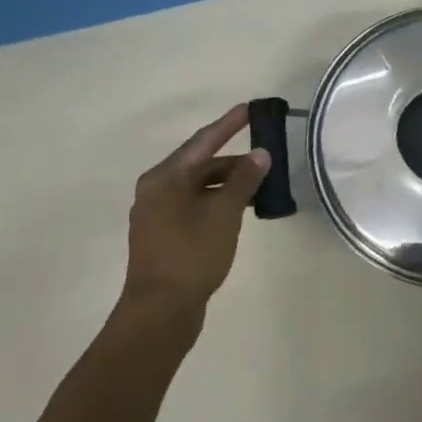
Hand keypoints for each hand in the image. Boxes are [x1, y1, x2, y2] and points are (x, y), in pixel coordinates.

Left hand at [122, 105, 270, 316]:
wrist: (160, 312)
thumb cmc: (191, 255)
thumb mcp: (223, 214)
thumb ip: (243, 181)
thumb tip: (260, 154)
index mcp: (164, 177)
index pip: (203, 141)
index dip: (229, 124)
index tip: (250, 109)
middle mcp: (156, 190)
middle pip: (199, 164)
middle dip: (233, 160)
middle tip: (266, 157)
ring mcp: (157, 214)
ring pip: (197, 188)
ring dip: (227, 184)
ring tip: (260, 185)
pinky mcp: (163, 236)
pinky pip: (194, 207)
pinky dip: (216, 202)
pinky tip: (238, 210)